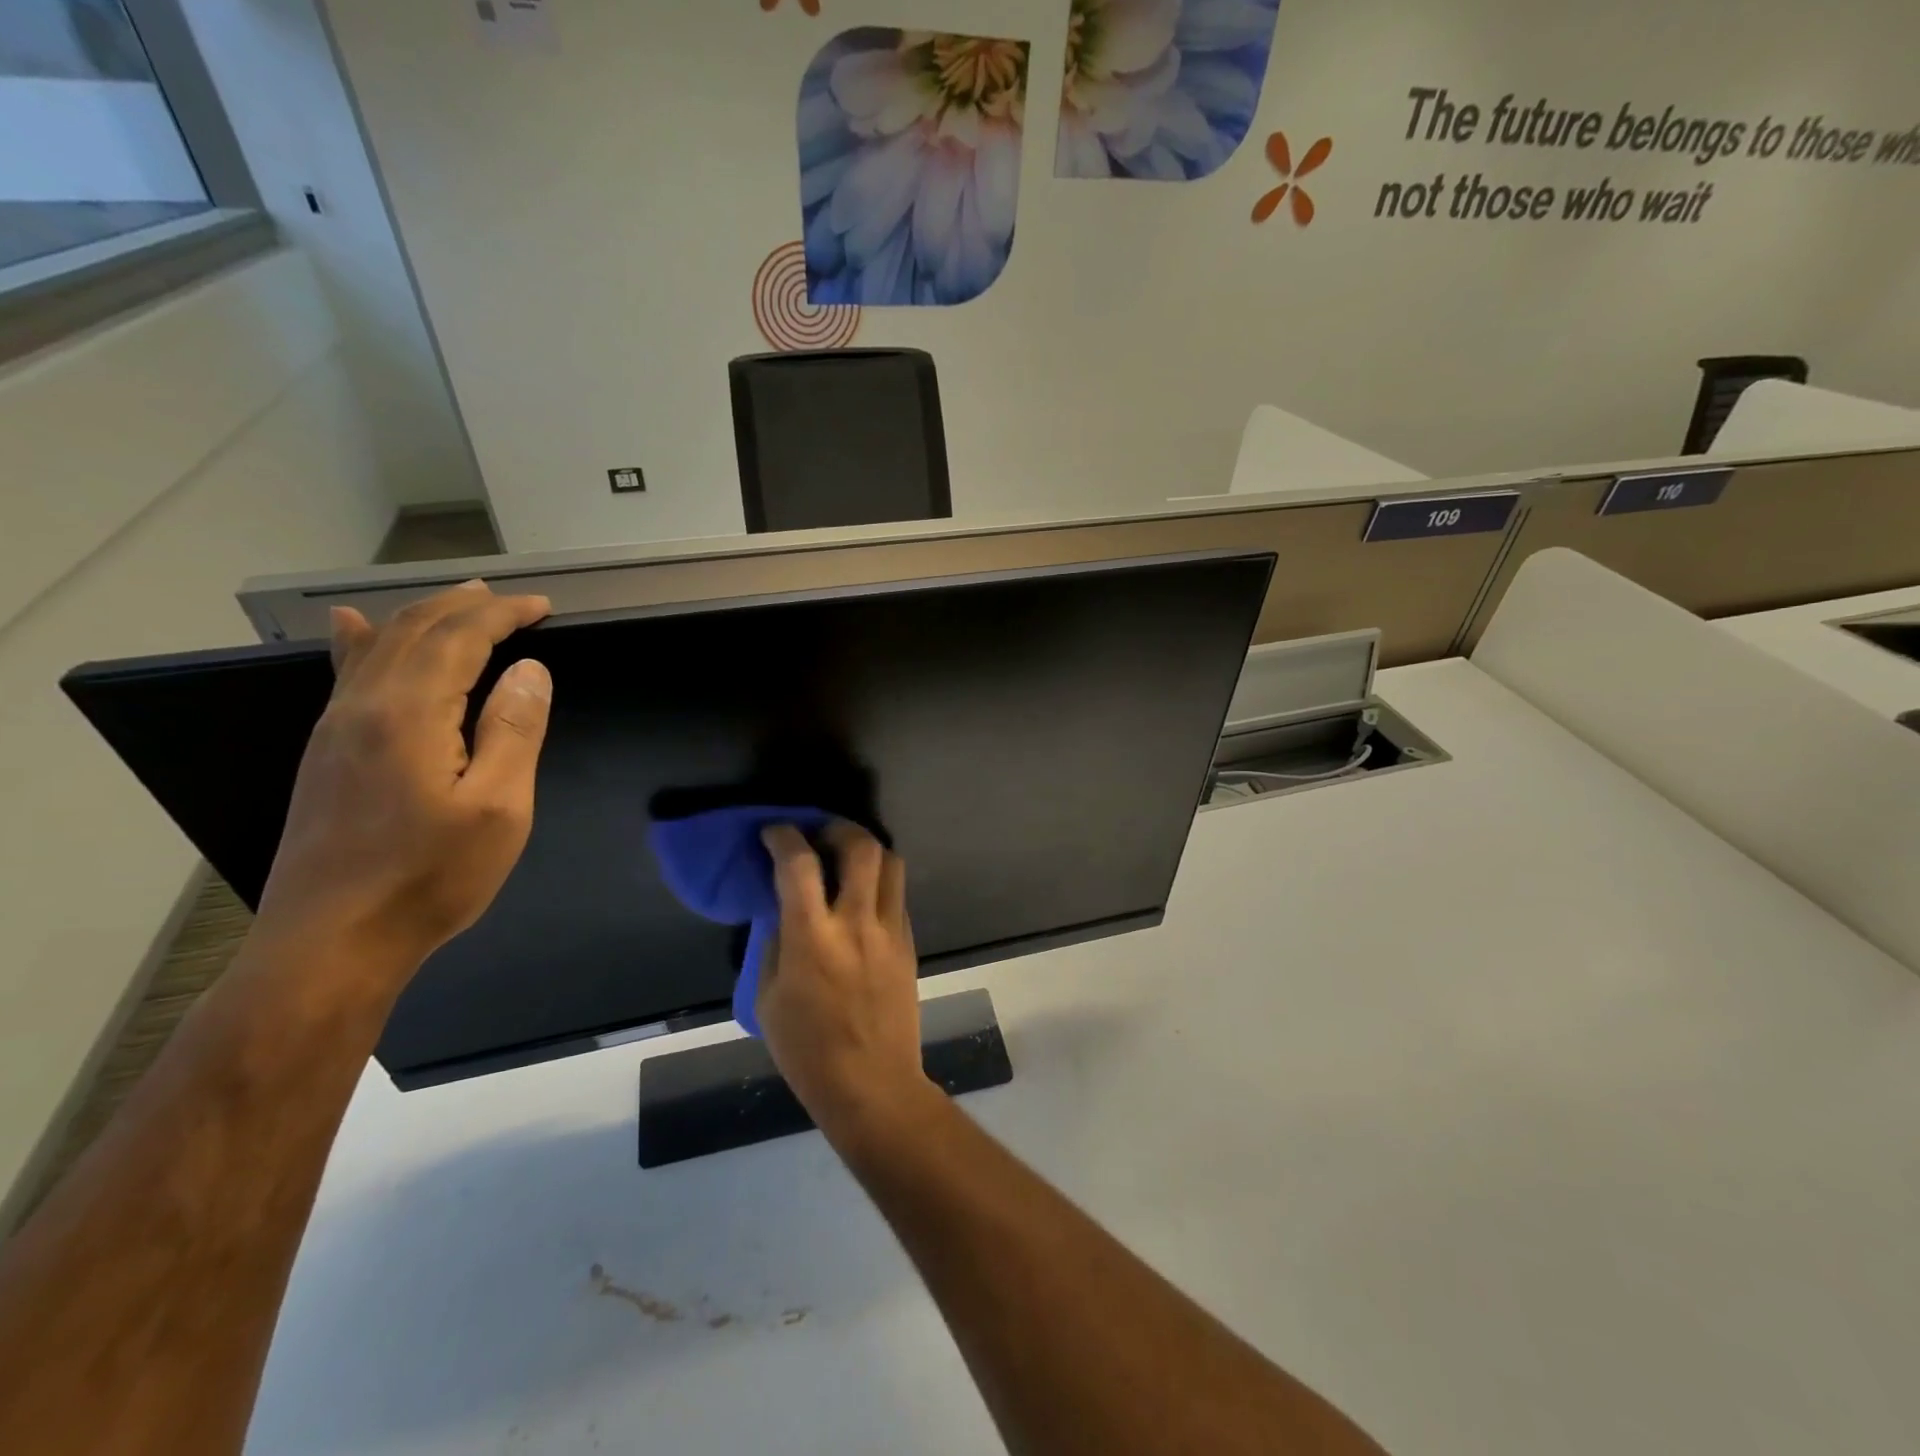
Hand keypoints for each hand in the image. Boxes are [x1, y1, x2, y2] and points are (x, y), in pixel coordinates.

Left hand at [255, 580, 552, 975]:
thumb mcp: (498, 807)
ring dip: (421, 617)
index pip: (459, 638)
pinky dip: (361, 642)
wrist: (331, 942)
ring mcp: (334, 731)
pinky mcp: (324, 756)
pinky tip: (350, 629)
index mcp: (410, 714)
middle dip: (464, 607)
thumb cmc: (431, 876)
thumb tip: (529, 671)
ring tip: (457, 600)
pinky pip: (345, 676)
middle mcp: (362, 707)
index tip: (542, 607)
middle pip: (414, 632)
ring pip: (376, 649)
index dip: (502, 615)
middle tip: (508, 598)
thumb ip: (514, 730)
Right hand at [758, 822, 929, 1136]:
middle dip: (838, 828)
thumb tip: (782, 908)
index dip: (784, 837)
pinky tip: (862, 895)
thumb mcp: (768, 998)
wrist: (873, 1083)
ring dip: (867, 848)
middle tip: (820, 834)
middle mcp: (856, 923)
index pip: (799, 865)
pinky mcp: (909, 942)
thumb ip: (776, 943)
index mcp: (812, 939)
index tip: (775, 833)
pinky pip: (897, 894)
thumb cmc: (807, 1050)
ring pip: (891, 863)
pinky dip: (879, 881)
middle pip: (861, 847)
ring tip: (846, 856)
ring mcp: (890, 931)